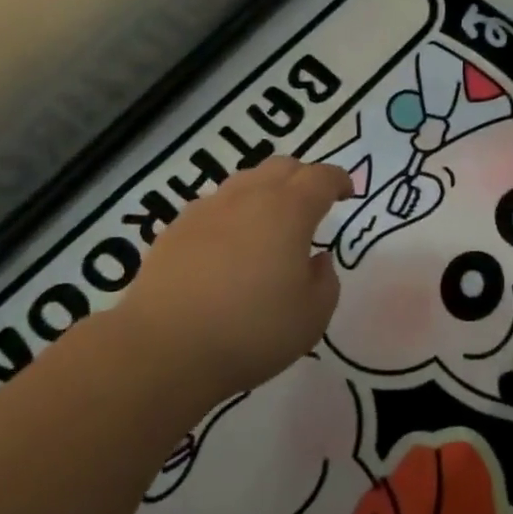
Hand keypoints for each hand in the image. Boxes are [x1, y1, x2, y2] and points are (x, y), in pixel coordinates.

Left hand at [115, 157, 354, 404]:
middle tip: (312, 203)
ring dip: (265, 192)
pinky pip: (214, 207)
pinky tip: (229, 245)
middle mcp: (247, 197)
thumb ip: (325, 281)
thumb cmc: (252, 331)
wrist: (165, 347)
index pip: (320, 178)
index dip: (338, 180)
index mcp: (288, 211)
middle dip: (303, 177)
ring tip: (269, 223)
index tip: (347, 192)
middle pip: (281, 167)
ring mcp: (206, 210)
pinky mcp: (175, 229)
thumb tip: (316, 260)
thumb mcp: (312, 316)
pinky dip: (232, 215)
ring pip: (244, 182)